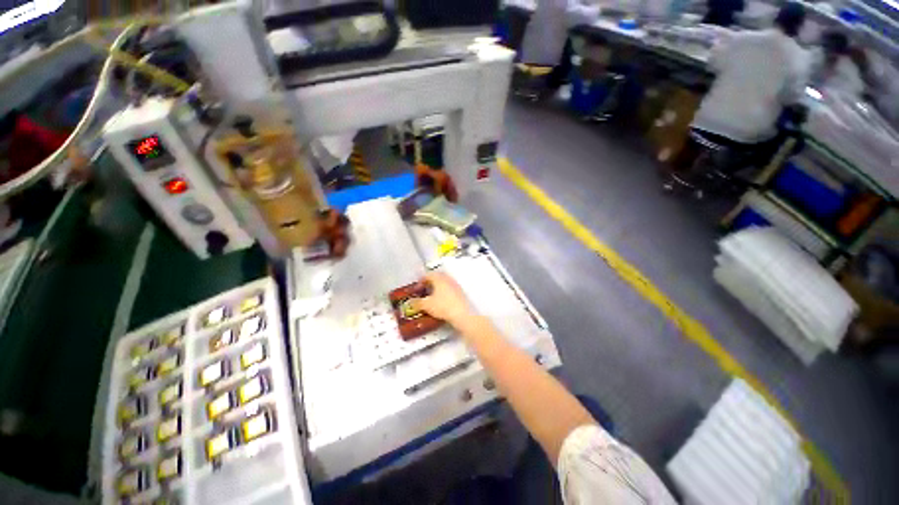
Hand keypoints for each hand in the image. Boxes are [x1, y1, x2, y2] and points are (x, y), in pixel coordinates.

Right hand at [412, 272, 472, 326]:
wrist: (462, 314)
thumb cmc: (443, 306)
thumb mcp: (426, 305)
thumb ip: (417, 303)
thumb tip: (411, 302)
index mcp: (439, 278)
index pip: (428, 275)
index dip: (421, 280)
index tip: (417, 287)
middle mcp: (448, 279)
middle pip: (437, 277)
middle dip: (429, 283)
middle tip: (424, 290)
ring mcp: (455, 285)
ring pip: (444, 283)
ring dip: (437, 287)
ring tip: (432, 296)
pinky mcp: (460, 293)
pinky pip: (449, 289)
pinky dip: (444, 292)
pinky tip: (441, 301)